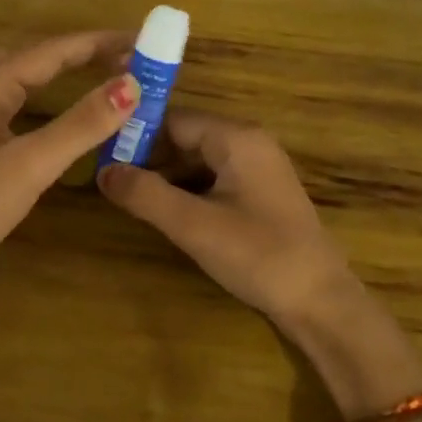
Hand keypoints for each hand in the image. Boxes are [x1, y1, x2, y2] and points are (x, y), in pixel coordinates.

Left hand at [0, 32, 138, 293]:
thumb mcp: (33, 163)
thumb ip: (82, 123)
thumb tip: (130, 85)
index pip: (48, 52)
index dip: (94, 44)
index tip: (135, 42)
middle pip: (21, 57)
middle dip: (68, 54)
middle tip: (111, 60)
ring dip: (29, 66)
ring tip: (59, 70)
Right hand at [97, 110, 357, 323]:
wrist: (320, 301)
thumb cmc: (257, 255)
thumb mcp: (193, 225)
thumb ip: (145, 194)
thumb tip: (101, 171)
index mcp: (236, 138)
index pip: (173, 119)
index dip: (135, 135)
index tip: (101, 156)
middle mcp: (249, 143)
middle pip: (185, 137)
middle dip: (148, 158)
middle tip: (109, 182)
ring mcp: (257, 168)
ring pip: (197, 160)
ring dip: (165, 176)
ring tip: (128, 198)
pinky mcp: (260, 193)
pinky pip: (213, 178)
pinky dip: (187, 190)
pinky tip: (165, 212)